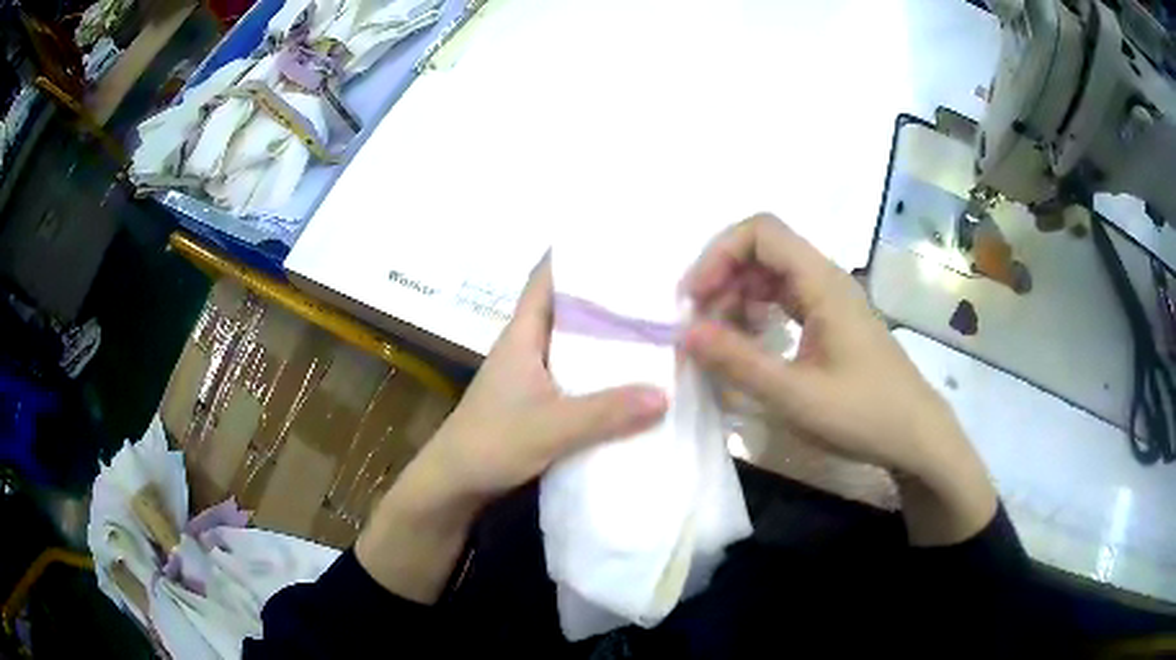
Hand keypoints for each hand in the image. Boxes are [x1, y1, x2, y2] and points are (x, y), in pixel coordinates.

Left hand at [357, 259, 667, 601]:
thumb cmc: (491, 444)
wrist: (454, 484)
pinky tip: (634, 378)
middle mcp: (528, 346)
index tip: (620, 243)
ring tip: (657, 326)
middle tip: (657, 286)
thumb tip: (665, 393)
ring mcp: (534, 375)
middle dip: (608, 295)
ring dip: (608, 336)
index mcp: (523, 334)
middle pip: (570, 307)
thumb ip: (606, 413)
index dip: (577, 255)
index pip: (547, 278)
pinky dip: (603, 371)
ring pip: (576, 343)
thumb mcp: (550, 427)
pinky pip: (578, 375)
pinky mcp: (540, 401)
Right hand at [681, 214, 995, 543]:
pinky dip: (756, 312)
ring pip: (771, 274)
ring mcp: (830, 299)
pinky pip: (784, 299)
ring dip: (736, 296)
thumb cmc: (863, 415)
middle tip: (699, 325)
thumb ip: (738, 361)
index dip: (719, 254)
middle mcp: (825, 279)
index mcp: (822, 282)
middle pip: (762, 249)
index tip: (695, 300)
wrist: (916, 436)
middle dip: (722, 277)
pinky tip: (749, 344)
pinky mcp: (830, 321)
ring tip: (719, 340)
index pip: (761, 231)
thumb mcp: (795, 395)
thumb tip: (684, 332)